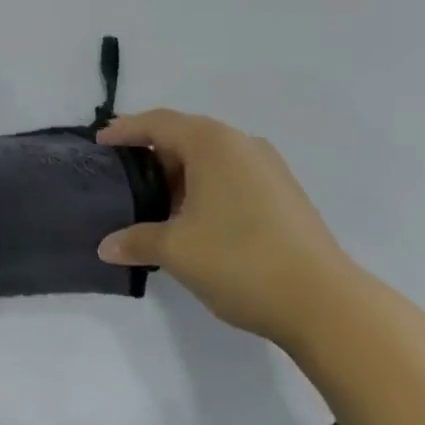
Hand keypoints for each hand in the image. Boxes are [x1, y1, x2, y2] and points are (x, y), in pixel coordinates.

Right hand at [96, 108, 355, 340]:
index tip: (99, 143)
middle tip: (125, 178)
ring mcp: (268, 168)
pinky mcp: (284, 193)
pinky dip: (206, 188)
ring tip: (156, 205)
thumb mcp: (177, 250)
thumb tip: (106, 246)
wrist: (324, 302)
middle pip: (186, 136)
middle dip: (152, 155)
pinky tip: (195, 221)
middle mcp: (241, 144)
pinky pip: (232, 176)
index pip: (158, 123)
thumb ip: (137, 240)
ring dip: (181, 175)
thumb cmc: (240, 260)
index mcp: (212, 143)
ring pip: (211, 158)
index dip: (125, 130)